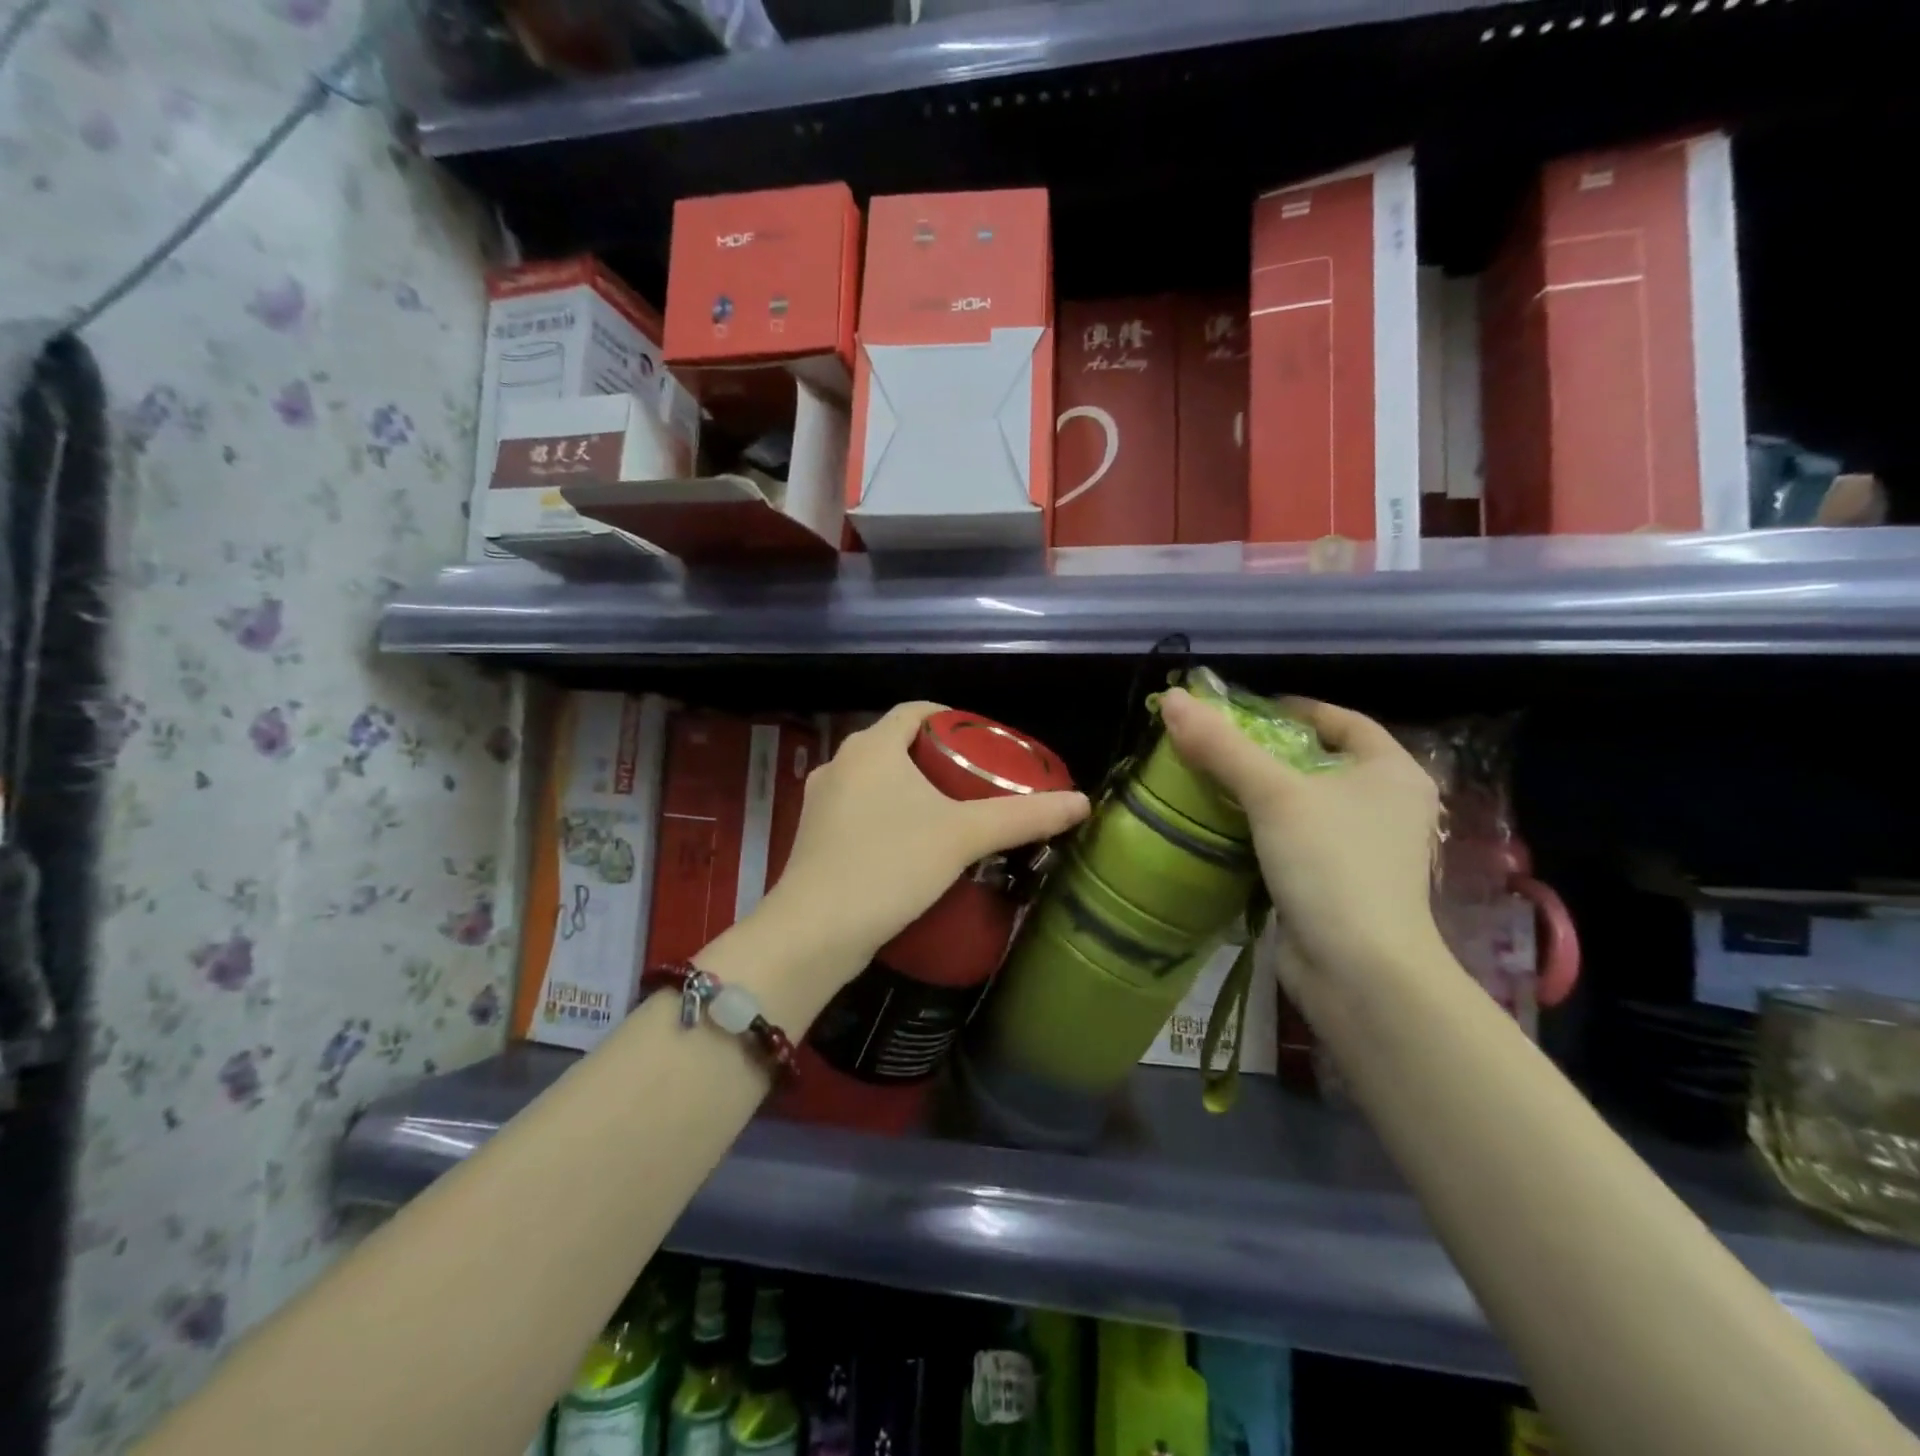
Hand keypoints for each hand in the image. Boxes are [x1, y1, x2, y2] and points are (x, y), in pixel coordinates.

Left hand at [750, 702, 1089, 996]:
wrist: (814, 933)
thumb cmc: (889, 866)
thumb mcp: (963, 837)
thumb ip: (1023, 816)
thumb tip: (1082, 801)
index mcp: (870, 746)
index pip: (916, 711)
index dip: (953, 720)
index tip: (985, 743)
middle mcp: (839, 763)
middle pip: (897, 745)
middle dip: (937, 759)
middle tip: (978, 783)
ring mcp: (820, 802)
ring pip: (876, 780)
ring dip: (911, 790)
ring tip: (951, 815)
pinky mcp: (814, 838)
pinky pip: (860, 811)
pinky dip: (889, 817)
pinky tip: (912, 847)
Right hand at [1159, 689, 1441, 977]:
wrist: (1359, 971)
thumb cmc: (1331, 865)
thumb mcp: (1274, 795)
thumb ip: (1222, 746)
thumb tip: (1172, 700)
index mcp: (1392, 772)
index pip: (1342, 720)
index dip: (1294, 709)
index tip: (1243, 711)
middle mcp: (1387, 805)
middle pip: (1319, 762)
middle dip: (1267, 753)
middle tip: (1214, 746)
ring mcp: (1366, 849)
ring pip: (1305, 804)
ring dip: (1260, 794)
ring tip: (1208, 782)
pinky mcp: (1340, 884)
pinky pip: (1296, 841)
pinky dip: (1263, 831)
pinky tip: (1224, 829)